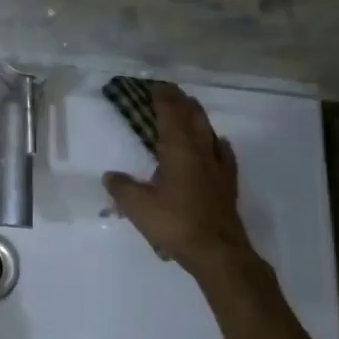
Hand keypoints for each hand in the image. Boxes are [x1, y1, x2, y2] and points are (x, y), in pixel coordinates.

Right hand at [103, 85, 260, 279]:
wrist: (218, 252)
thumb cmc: (175, 223)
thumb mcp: (137, 206)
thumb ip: (121, 188)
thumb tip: (110, 176)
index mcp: (178, 149)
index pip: (171, 113)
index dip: (163, 97)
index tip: (155, 85)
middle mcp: (200, 151)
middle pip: (193, 116)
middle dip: (181, 101)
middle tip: (170, 92)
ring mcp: (218, 167)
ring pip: (209, 132)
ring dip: (198, 117)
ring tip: (190, 110)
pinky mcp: (228, 185)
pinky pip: (224, 154)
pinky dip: (217, 143)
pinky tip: (217, 144)